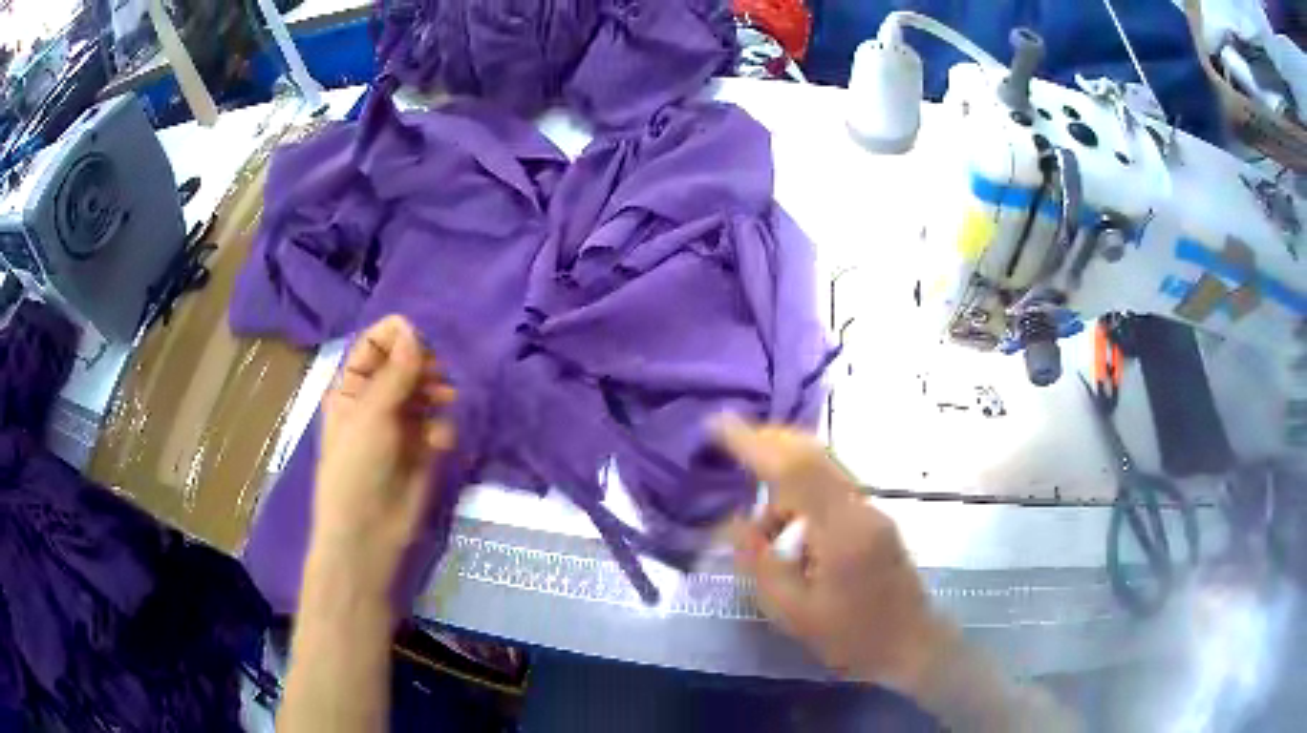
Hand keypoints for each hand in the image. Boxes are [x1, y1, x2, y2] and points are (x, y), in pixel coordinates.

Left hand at [312, 315, 455, 587]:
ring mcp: (401, 425)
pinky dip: (442, 427)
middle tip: (436, 373)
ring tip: (445, 398)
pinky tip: (438, 442)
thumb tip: (413, 332)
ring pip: (425, 391)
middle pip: (404, 364)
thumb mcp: (371, 415)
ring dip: (437, 390)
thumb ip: (395, 373)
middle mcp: (376, 401)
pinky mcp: (423, 449)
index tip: (421, 337)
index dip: (396, 336)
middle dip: (423, 364)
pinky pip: (438, 423)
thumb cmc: (357, 468)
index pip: (374, 345)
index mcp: (352, 388)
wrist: (370, 532)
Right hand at [713, 415, 954, 693]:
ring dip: (782, 477)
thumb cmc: (852, 637)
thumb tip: (735, 522)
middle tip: (726, 446)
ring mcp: (871, 510)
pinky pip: (829, 490)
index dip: (754, 443)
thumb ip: (761, 564)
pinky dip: (799, 494)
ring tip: (755, 524)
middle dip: (767, 442)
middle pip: (812, 453)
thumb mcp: (793, 613)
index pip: (796, 468)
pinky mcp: (873, 519)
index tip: (717, 426)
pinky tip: (782, 532)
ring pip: (821, 470)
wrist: (913, 644)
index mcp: (842, 531)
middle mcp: (860, 508)